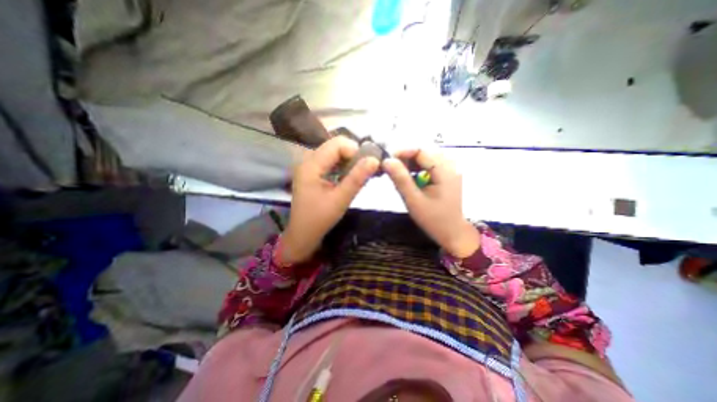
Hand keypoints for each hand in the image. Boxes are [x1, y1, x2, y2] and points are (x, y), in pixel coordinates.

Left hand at [280, 137, 379, 265]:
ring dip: (348, 161)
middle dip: (353, 155)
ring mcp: (309, 166)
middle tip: (365, 170)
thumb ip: (357, 178)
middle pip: (335, 146)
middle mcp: (307, 160)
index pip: (337, 144)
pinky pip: (330, 162)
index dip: (355, 151)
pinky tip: (348, 177)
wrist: (303, 234)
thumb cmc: (320, 218)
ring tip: (359, 174)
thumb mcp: (341, 199)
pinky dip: (342, 166)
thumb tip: (375, 160)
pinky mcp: (312, 172)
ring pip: (333, 153)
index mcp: (311, 165)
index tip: (367, 165)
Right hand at [383, 149, 477, 257]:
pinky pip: (430, 163)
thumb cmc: (433, 219)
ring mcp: (451, 168)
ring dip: (411, 162)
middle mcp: (451, 165)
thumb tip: (387, 161)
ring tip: (399, 173)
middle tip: (391, 168)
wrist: (452, 232)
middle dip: (406, 157)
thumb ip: (400, 179)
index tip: (387, 161)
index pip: (421, 151)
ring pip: (427, 156)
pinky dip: (418, 167)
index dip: (402, 152)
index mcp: (445, 171)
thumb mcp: (413, 200)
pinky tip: (411, 176)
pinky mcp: (448, 173)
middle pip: (424, 151)